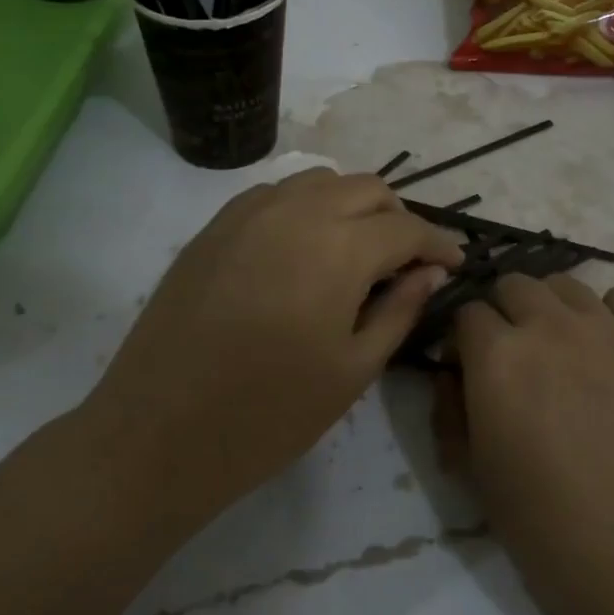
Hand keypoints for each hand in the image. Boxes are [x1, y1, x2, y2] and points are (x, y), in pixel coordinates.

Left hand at [90, 169, 461, 520]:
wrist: (159, 432)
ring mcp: (247, 213)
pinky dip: (304, 207)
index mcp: (338, 248)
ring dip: (351, 205)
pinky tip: (302, 248)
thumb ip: (399, 309)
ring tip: (356, 250)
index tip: (454, 261)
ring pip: (319, 181)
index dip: (438, 242)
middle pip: (366, 188)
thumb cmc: (269, 413)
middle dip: (397, 217)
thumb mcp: (353, 369)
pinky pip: (274, 194)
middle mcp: (295, 212)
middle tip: (406, 260)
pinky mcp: (213, 227)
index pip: (406, 227)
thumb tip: (430, 271)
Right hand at [438, 275, 613, 614]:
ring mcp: (608, 330)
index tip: (467, 367)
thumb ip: (451, 411)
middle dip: (502, 313)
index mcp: (496, 357)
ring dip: (550, 308)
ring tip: (560, 350)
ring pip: (565, 285)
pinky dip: (606, 314)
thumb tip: (453, 375)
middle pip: (513, 285)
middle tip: (512, 358)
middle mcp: (549, 326)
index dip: (462, 339)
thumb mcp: (475, 475)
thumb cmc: (548, 529)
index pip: (465, 313)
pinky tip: (607, 350)